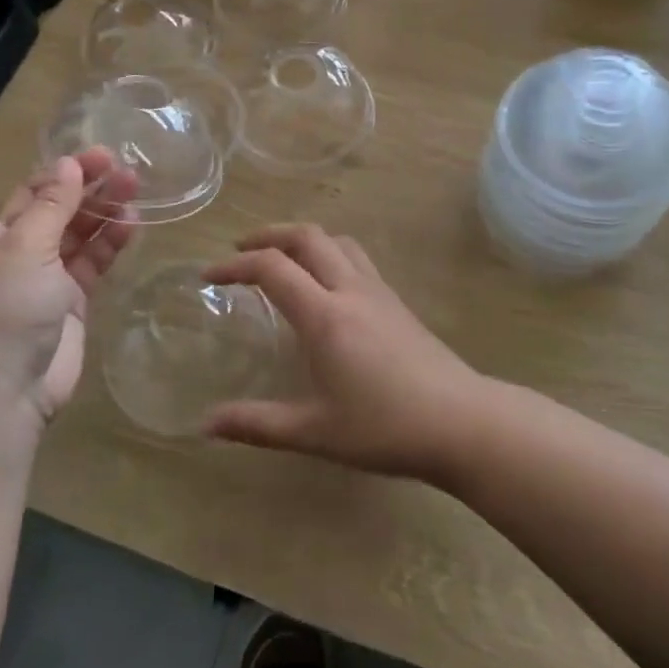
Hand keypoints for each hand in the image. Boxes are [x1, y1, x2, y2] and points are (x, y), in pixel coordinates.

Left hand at [0, 96, 137, 440]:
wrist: (4, 397)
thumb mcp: (24, 251)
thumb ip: (51, 207)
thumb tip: (68, 166)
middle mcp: (4, 244)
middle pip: (36, 196)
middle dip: (69, 174)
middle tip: (111, 158)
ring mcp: (38, 272)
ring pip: (71, 224)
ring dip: (97, 203)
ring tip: (133, 182)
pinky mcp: (67, 297)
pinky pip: (90, 257)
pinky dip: (109, 238)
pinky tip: (132, 221)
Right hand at [200, 225, 485, 482]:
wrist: (462, 422)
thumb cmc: (385, 427)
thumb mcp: (315, 432)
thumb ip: (258, 424)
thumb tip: (206, 425)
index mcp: (325, 315)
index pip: (272, 268)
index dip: (235, 265)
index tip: (208, 275)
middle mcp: (350, 290)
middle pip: (307, 237)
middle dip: (269, 235)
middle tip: (241, 251)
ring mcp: (379, 292)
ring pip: (337, 241)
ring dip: (303, 239)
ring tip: (282, 259)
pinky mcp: (397, 302)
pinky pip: (356, 258)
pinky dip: (328, 254)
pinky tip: (326, 286)